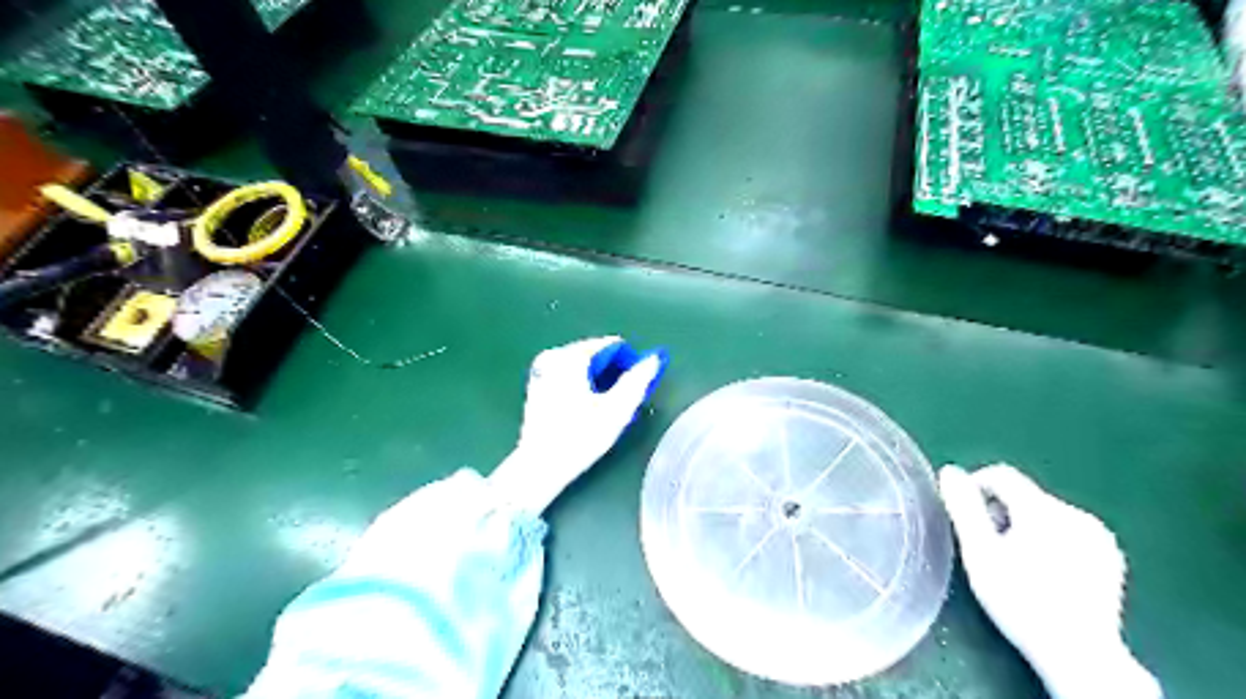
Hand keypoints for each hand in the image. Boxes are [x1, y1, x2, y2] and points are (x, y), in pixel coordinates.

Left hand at [486, 335, 667, 516]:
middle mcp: (553, 356)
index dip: (630, 363)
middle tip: (621, 401)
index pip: (612, 345)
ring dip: (599, 380)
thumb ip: (638, 381)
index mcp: (571, 356)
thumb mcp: (616, 410)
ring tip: (605, 408)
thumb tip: (655, 358)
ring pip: (583, 365)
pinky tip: (586, 410)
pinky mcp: (537, 385)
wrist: (539, 467)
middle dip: (613, 373)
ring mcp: (541, 370)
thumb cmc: (580, 438)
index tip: (635, 388)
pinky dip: (582, 385)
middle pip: (596, 354)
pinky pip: (569, 375)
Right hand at [940, 465, 1164, 698]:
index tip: (964, 515)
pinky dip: (1049, 540)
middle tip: (986, 546)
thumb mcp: (980, 552)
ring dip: (1023, 526)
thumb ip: (964, 507)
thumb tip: (950, 471)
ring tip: (1013, 562)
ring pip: (1045, 513)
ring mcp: (1098, 536)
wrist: (1079, 654)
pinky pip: (1067, 531)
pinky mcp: (1110, 557)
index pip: (1001, 475)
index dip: (975, 487)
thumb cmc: (1019, 600)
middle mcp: (1076, 514)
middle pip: (1024, 495)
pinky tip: (1044, 572)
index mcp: (1043, 509)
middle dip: (999, 512)